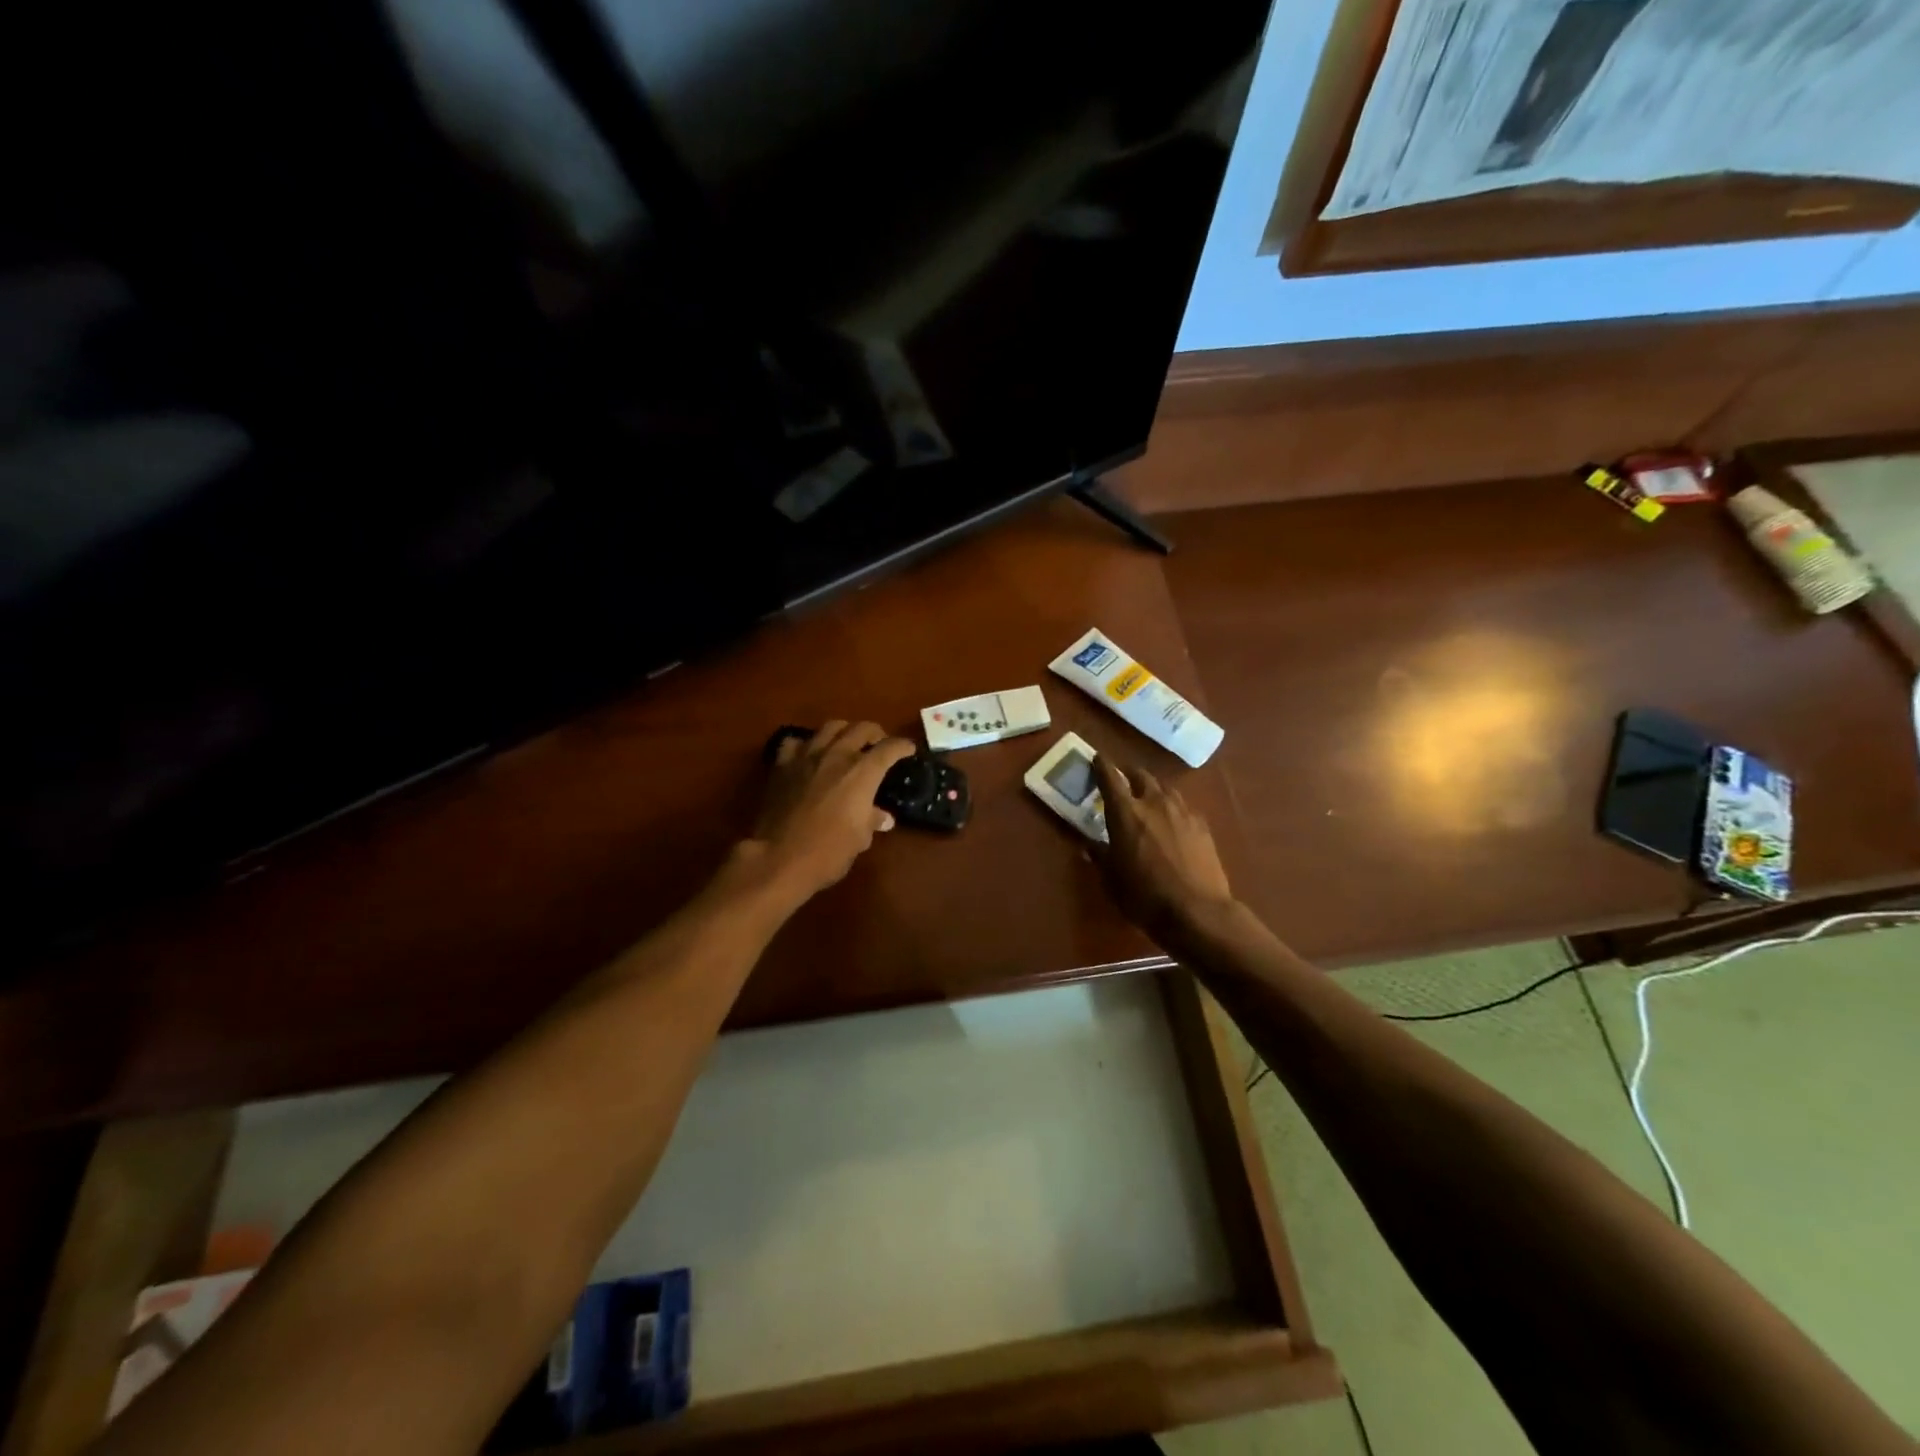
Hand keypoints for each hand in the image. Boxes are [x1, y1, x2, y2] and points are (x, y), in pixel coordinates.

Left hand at [749, 721, 915, 900]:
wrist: (778, 858)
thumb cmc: (828, 852)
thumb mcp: (859, 839)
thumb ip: (872, 820)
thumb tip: (883, 817)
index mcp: (862, 772)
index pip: (890, 748)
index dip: (902, 746)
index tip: (908, 750)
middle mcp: (837, 755)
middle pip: (861, 728)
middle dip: (875, 733)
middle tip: (879, 744)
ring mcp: (807, 756)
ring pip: (830, 727)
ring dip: (844, 731)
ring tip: (847, 743)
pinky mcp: (782, 765)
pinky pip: (797, 742)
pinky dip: (807, 744)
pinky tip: (809, 755)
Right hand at [1091, 755, 1234, 938]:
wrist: (1197, 911)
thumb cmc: (1144, 895)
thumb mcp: (1111, 879)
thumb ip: (1100, 856)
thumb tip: (1091, 845)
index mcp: (1125, 812)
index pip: (1110, 778)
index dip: (1102, 766)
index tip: (1097, 758)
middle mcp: (1154, 803)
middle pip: (1141, 776)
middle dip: (1130, 774)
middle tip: (1123, 780)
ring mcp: (1182, 812)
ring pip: (1165, 788)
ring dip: (1154, 789)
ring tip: (1149, 798)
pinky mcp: (1202, 826)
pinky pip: (1184, 807)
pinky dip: (1173, 808)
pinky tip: (1173, 821)